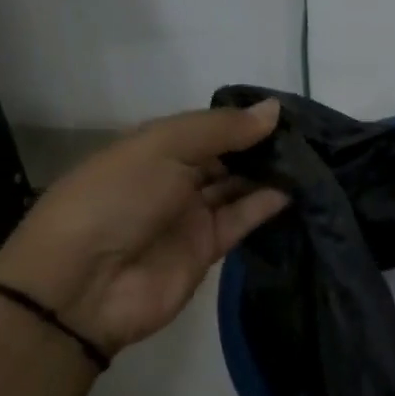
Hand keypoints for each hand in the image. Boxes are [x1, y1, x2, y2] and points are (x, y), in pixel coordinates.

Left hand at [0, 101, 289, 355]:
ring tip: (312, 158)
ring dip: (269, 172)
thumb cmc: (116, 197)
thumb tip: (274, 110)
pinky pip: (242, 219)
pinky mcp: (207, 249)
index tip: (287, 110)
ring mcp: (190, 214)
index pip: (208, 126)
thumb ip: (221, 129)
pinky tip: (296, 188)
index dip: (243, 118)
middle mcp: (174, 177)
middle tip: (309, 135)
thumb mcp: (163, 146)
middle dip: (261, 145)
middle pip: (226, 156)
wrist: (82, 285)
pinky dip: (266, 204)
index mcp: (154, 146)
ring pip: (237, 186)